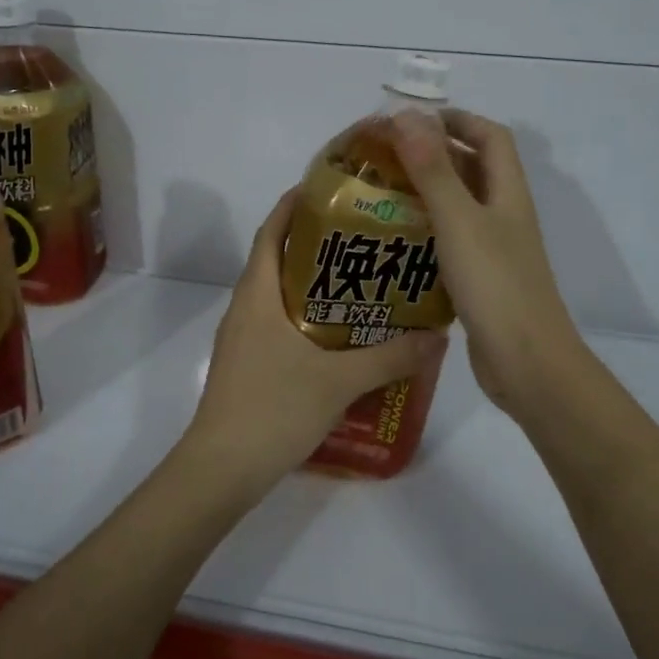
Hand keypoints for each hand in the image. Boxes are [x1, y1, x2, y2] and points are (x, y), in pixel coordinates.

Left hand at [180, 188, 444, 499]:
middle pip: (279, 258)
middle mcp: (246, 307)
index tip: (331, 189)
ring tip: (364, 280)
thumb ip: (390, 357)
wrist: (221, 470)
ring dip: (315, 282)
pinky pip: (281, 324)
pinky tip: (344, 334)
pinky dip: (309, 316)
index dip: (295, 204)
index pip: (272, 231)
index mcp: (257, 294)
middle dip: (317, 242)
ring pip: (280, 294)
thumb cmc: (272, 409)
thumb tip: (437, 335)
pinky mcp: (249, 364)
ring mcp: (244, 338)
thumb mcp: (339, 381)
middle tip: (366, 236)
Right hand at [391, 109, 585, 421]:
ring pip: (459, 206)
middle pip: (473, 169)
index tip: (412, 121)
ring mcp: (494, 249)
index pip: (490, 136)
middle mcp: (504, 215)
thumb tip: (408, 116)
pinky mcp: (480, 279)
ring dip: (426, 194)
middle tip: (385, 157)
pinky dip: (426, 232)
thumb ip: (433, 169)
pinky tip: (394, 242)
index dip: (457, 120)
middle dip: (433, 155)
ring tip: (380, 194)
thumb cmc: (495, 285)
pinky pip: (451, 241)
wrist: (526, 363)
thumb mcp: (459, 221)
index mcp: (507, 193)